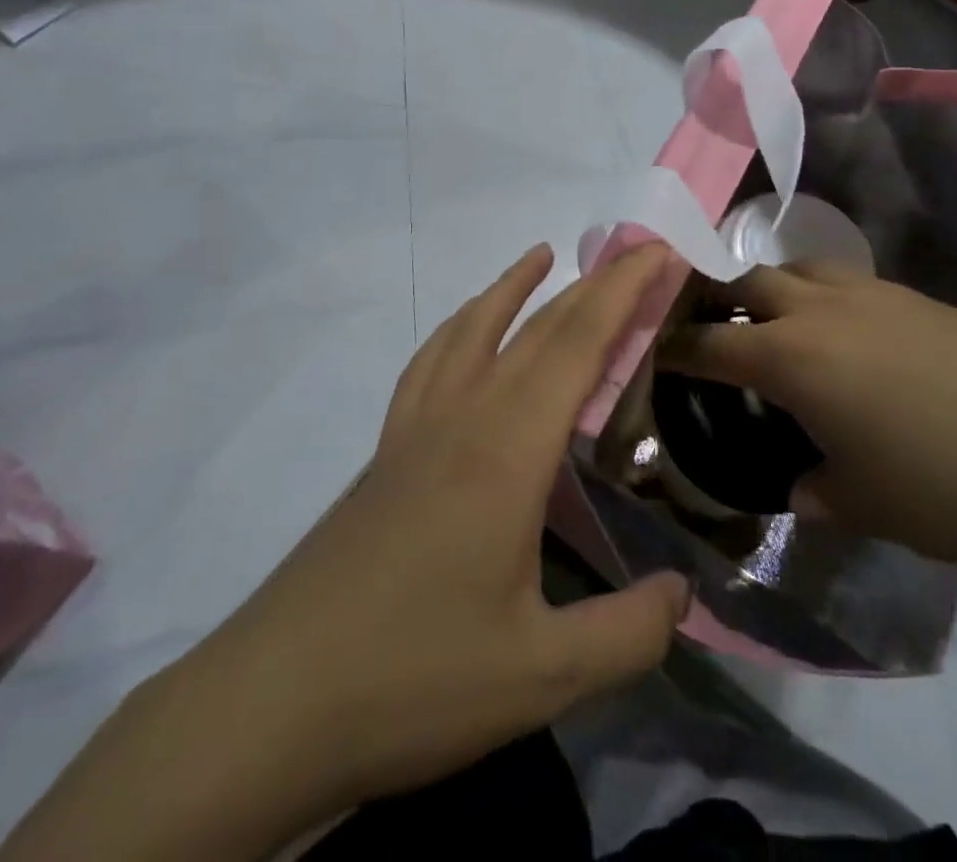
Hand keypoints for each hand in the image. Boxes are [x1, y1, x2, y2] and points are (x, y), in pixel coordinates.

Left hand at [0, 243, 686, 861]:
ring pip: (472, 330)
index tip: (662, 256)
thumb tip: (683, 592)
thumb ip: (627, 633)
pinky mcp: (386, 453)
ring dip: (512, 286)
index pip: (577, 345)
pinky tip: (464, 335)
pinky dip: (457, 327)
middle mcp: (462, 418)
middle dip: (592, 284)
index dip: (623, 294)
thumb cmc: (412, 679)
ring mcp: (415, 429)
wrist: (273, 702)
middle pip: (536, 328)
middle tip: (635, 254)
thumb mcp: (540, 677)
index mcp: (506, 450)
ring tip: (541, 255)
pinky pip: (428, 364)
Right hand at [658, 262, 956, 563]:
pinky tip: (846, 337)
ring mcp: (870, 294)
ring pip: (798, 268)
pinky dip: (823, 296)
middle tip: (716, 334)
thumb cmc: (948, 486)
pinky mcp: (913, 295)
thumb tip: (800, 486)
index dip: (677, 348)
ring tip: (780, 326)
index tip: (657, 353)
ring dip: (775, 290)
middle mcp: (819, 310)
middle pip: (749, 282)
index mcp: (792, 358)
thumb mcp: (864, 506)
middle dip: (721, 302)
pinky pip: (845, 280)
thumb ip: (814, 492)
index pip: (711, 342)